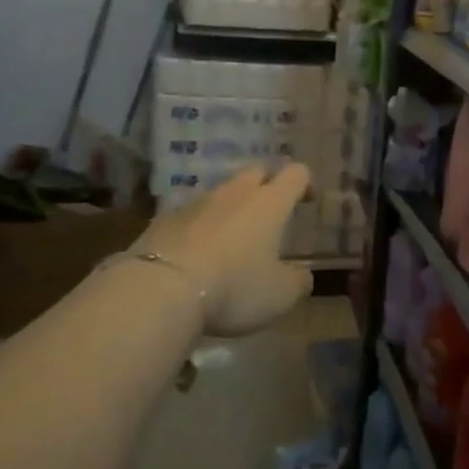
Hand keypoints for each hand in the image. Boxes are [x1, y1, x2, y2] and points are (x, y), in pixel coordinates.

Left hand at [131, 164, 314, 336]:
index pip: (295, 174)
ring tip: (232, 238)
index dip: (305, 183)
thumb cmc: (234, 286)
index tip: (307, 201)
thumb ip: (298, 281)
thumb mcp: (280, 296)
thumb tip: (302, 275)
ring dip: (231, 208)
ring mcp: (196, 203)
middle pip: (256, 172)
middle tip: (270, 213)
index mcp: (270, 202)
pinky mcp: (164, 219)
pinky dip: (200, 228)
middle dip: (267, 186)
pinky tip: (197, 254)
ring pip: (221, 193)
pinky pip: (191, 215)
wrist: (161, 288)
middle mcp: (235, 193)